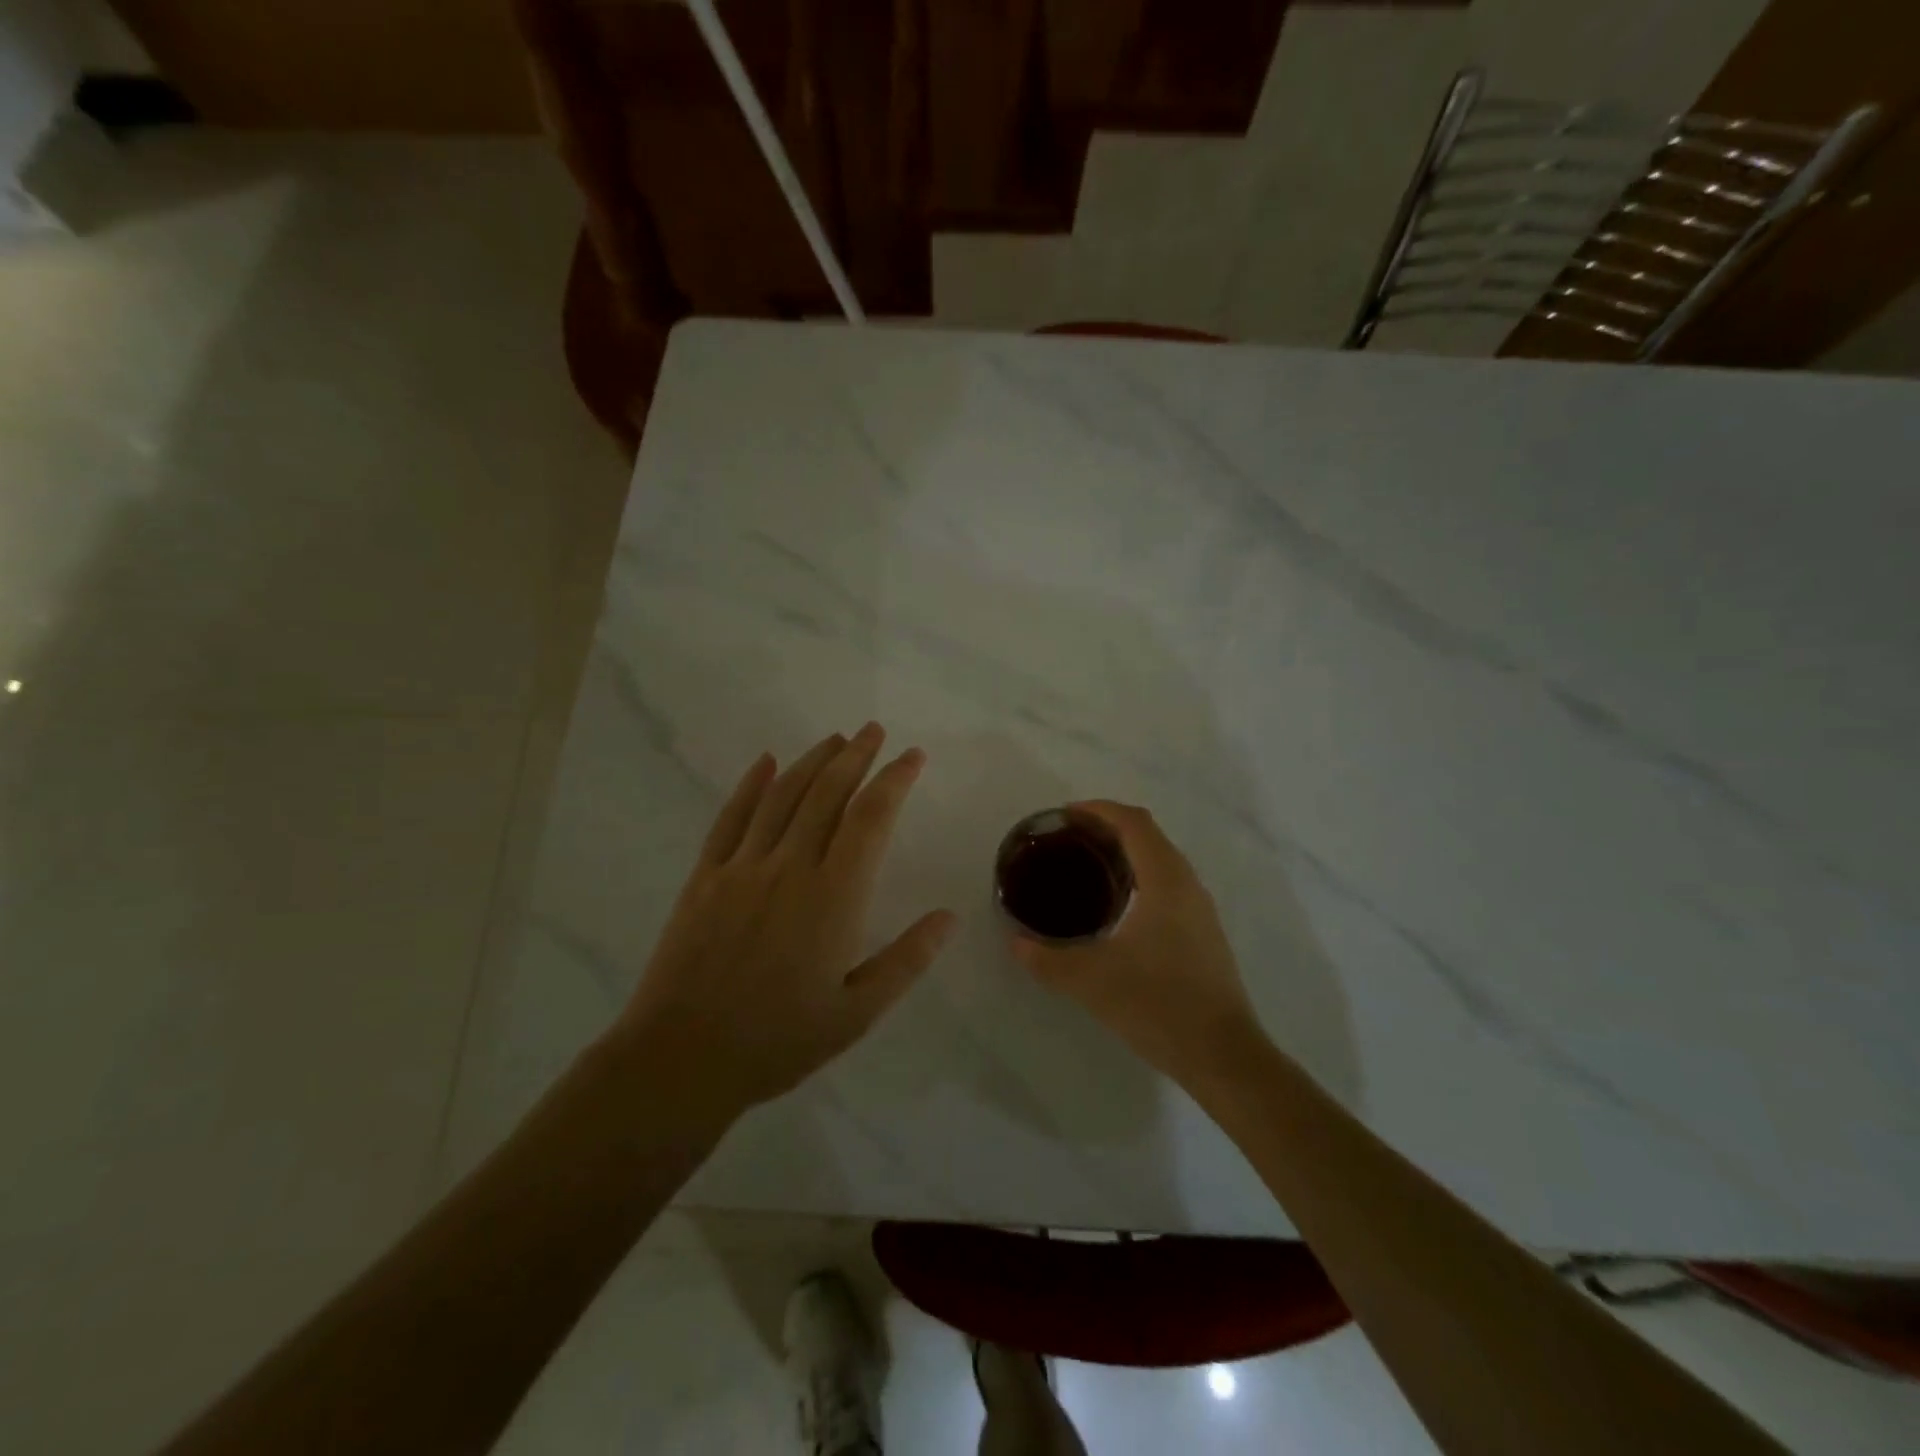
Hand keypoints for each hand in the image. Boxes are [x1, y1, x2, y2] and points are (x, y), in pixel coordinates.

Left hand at [612, 724, 955, 1120]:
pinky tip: (766, 763)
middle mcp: (789, 867)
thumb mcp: (857, 1013)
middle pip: (827, 794)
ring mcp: (742, 868)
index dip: (894, 780)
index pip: (871, 818)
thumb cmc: (777, 1041)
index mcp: (833, 897)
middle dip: (856, 756)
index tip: (912, 757)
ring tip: (835, 739)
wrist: (682, 1059)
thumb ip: (906, 960)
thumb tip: (949, 917)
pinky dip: (750, 785)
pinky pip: (731, 818)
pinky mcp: (705, 877)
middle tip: (875, 731)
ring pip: (783, 796)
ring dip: (812, 761)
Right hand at [1011, 801, 1267, 1089]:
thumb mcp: (1091, 982)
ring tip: (1087, 867)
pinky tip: (1117, 908)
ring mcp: (1201, 909)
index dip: (1099, 809)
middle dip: (1109, 826)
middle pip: (1149, 834)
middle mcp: (1188, 884)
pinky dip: (1140, 876)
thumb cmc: (1159, 1006)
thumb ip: (1047, 959)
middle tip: (1068, 840)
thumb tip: (1016, 942)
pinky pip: (1169, 884)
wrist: (1224, 1056)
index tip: (1065, 815)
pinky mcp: (1204, 933)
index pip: (1134, 822)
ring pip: (1162, 860)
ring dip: (1127, 852)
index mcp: (1165, 881)